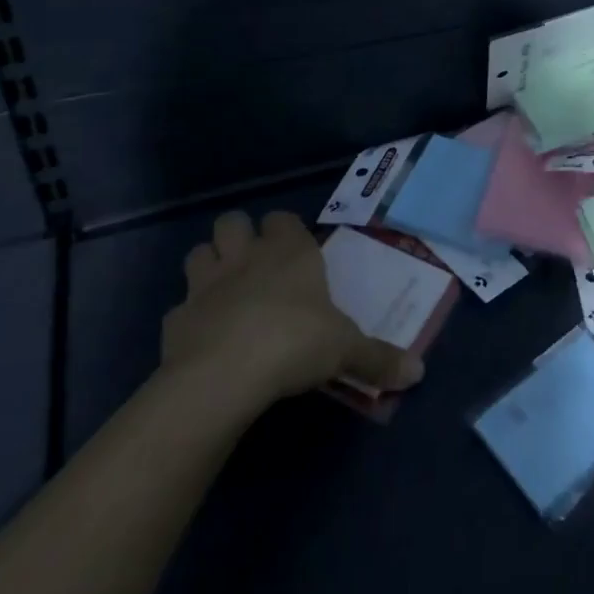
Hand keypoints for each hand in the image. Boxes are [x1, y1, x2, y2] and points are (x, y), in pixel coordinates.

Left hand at [160, 211, 423, 418]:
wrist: (225, 375)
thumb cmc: (295, 343)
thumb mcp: (346, 350)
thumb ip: (379, 358)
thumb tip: (418, 372)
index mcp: (289, 252)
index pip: (282, 218)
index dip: (285, 230)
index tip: (295, 250)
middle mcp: (246, 257)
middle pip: (231, 221)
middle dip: (239, 236)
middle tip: (255, 263)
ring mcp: (205, 285)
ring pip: (198, 253)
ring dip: (209, 265)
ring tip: (225, 290)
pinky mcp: (175, 320)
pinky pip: (179, 308)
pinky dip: (189, 317)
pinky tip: (203, 337)